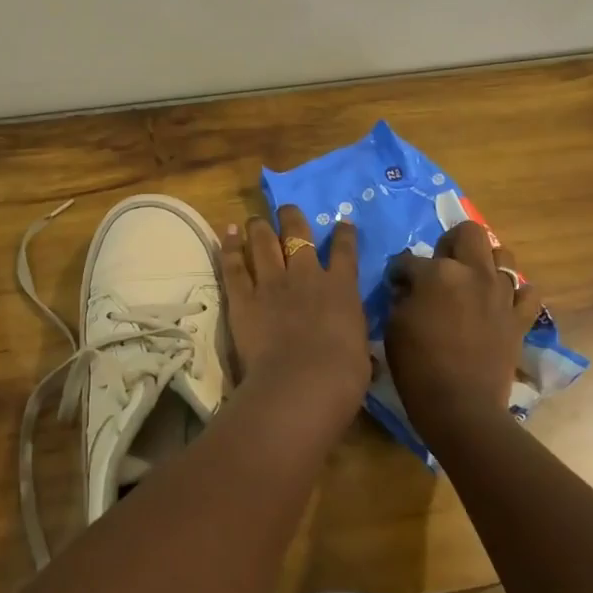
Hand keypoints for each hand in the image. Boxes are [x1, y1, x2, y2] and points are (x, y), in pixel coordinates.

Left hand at [220, 207, 370, 431]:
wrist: (301, 382)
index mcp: (341, 289)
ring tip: (256, 218)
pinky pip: (234, 266)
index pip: (345, 253)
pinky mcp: (243, 297)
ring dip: (260, 227)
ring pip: (264, 243)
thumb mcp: (362, 357)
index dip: (344, 235)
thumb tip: (363, 358)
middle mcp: (306, 276)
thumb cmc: (342, 376)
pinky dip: (230, 247)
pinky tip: (229, 231)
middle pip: (298, 236)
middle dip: (293, 219)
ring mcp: (272, 283)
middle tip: (287, 209)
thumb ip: (356, 345)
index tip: (343, 223)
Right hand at [384, 220, 537, 439]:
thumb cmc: (417, 366)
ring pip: (503, 255)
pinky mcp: (520, 318)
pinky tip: (500, 302)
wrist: (460, 405)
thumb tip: (409, 288)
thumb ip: (402, 298)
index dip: (399, 272)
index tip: (395, 284)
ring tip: (471, 280)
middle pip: (469, 232)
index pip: (410, 259)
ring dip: (485, 262)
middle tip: (439, 265)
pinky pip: (527, 292)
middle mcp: (474, 273)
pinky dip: (514, 293)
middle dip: (450, 242)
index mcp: (437, 273)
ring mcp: (502, 294)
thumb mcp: (394, 326)